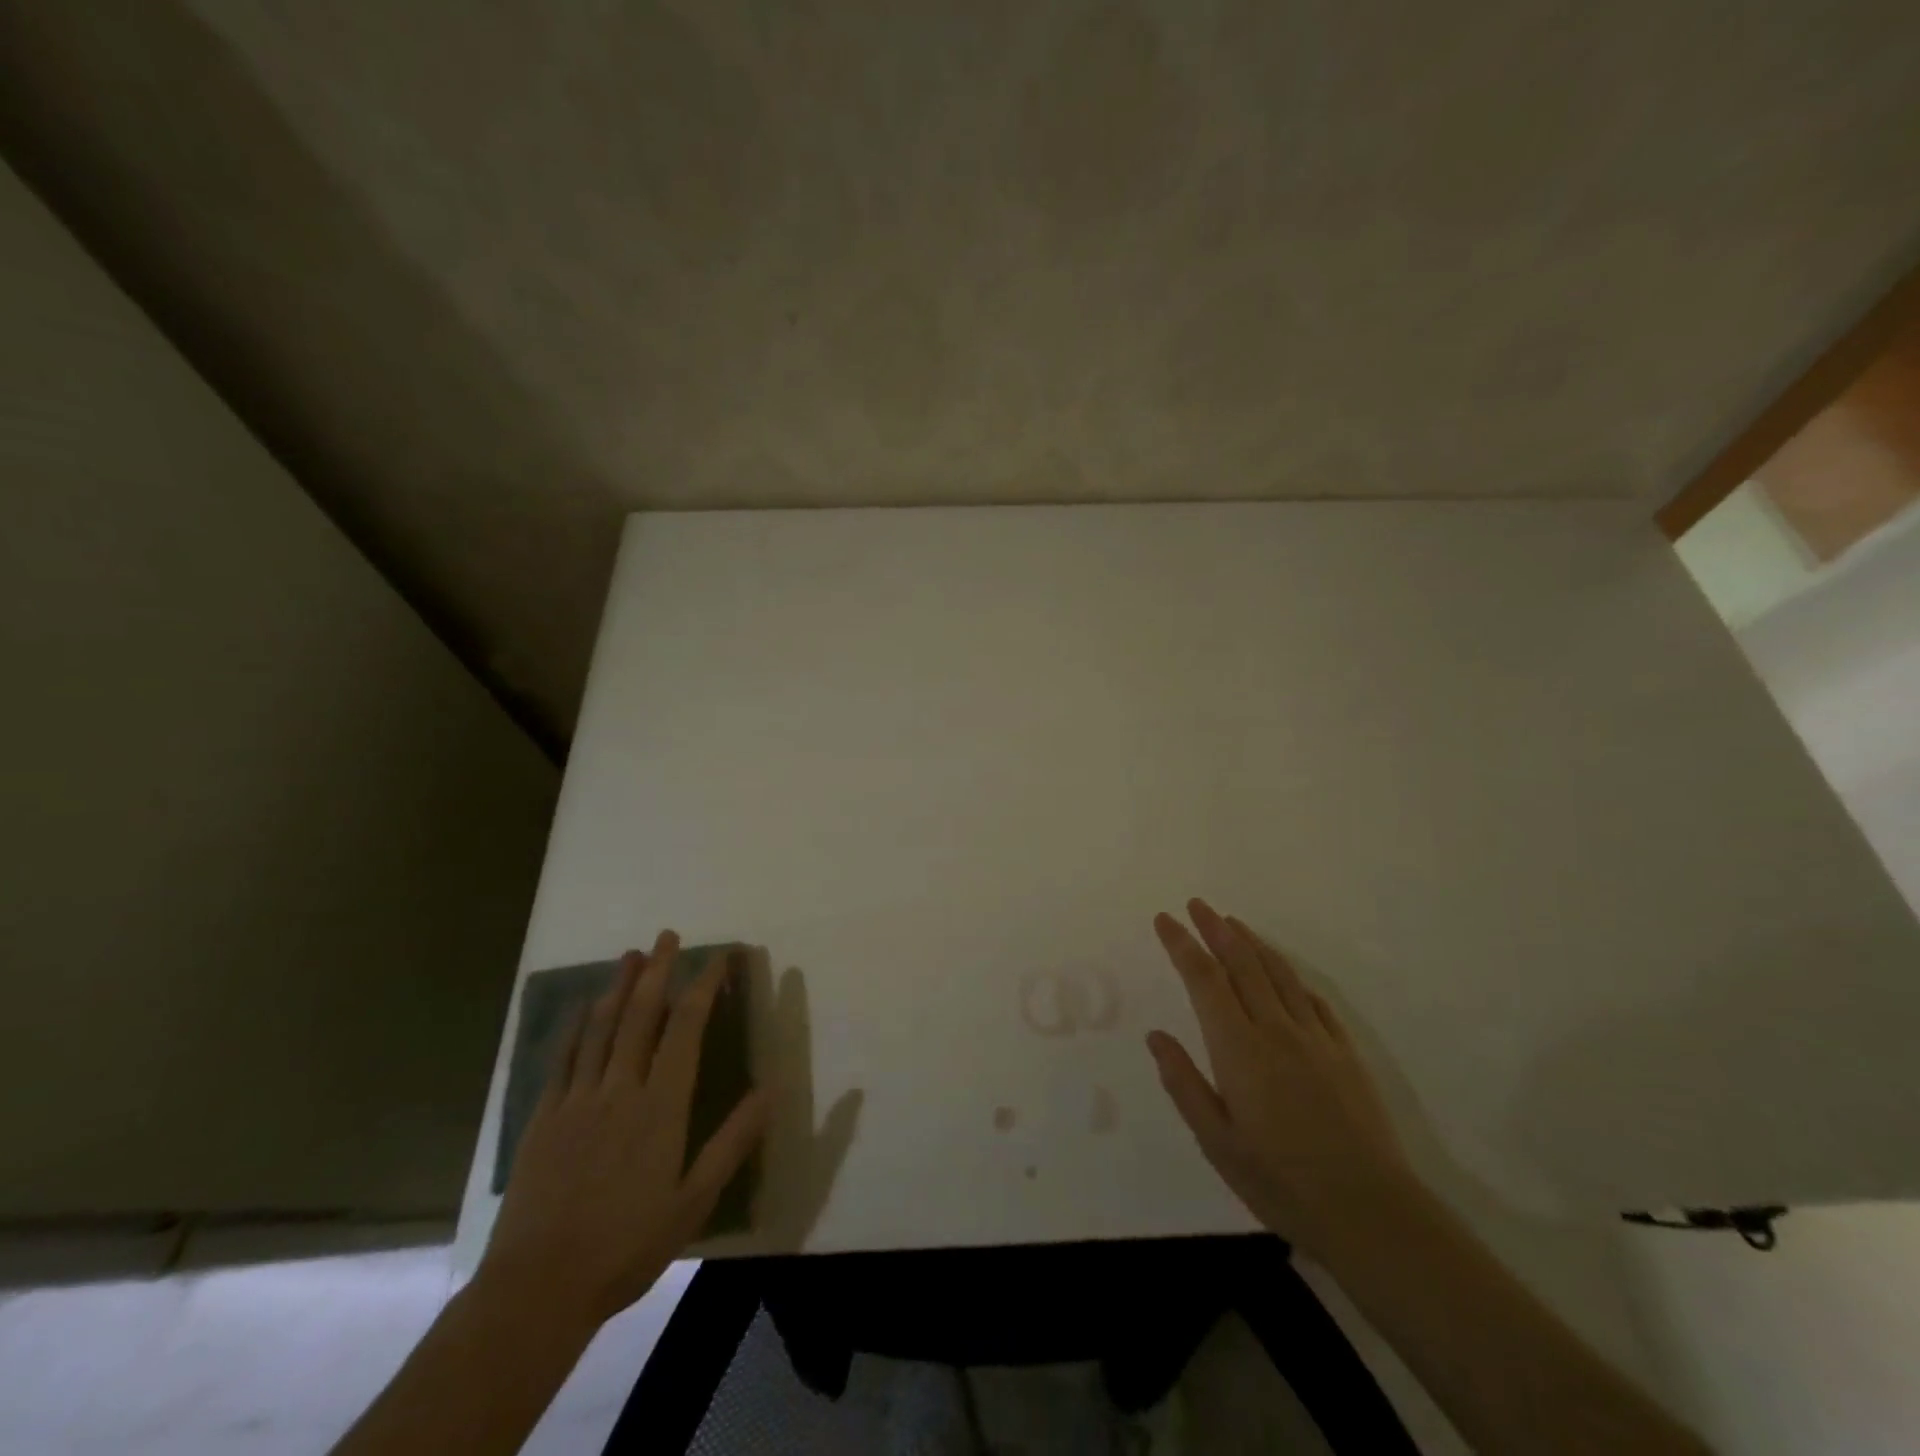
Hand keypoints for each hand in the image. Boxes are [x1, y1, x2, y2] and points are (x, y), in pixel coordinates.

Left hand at [478, 931, 769, 1330]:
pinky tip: (584, 1007)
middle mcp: (620, 1089)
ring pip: (601, 1027)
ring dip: (618, 986)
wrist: (537, 1289)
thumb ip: (733, 1141)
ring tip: (630, 954)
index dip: (704, 987)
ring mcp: (577, 1100)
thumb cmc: (627, 1245)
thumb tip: (771, 1089)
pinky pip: (563, 1058)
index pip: (687, 1029)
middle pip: (641, 1015)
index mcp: (661, 1106)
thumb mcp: (695, 1201)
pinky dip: (576, 1026)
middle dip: (657, 970)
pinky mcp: (544, 1118)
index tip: (719, 958)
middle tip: (667, 935)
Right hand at [1148, 899, 1419, 1260]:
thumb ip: (1184, 1084)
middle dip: (1216, 929)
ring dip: (1252, 943)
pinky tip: (1284, 974)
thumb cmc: (1280, 1181)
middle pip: (1241, 964)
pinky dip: (1291, 978)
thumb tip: (1156, 1037)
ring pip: (1278, 974)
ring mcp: (1315, 1039)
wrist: (1370, 1212)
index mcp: (1238, 1048)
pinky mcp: (1345, 1054)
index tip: (1166, 920)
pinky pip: (1313, 1001)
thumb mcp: (1216, 1141)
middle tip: (1197, 905)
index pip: (1204, 980)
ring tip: (1233, 923)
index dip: (1182, 945)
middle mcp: (1275, 1029)